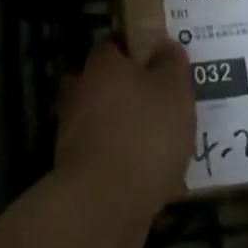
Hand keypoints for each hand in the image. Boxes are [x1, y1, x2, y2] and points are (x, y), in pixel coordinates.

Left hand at [52, 37, 195, 247]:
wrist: (104, 204)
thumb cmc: (144, 134)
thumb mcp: (174, 91)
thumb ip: (171, 64)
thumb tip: (165, 45)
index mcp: (102, 65)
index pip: (115, 43)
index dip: (138, 47)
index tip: (162, 59)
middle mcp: (81, 91)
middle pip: (107, 81)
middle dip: (132, 89)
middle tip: (166, 99)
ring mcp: (74, 131)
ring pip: (105, 118)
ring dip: (128, 125)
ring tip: (165, 138)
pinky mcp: (77, 168)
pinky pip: (106, 151)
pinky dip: (123, 156)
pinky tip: (151, 169)